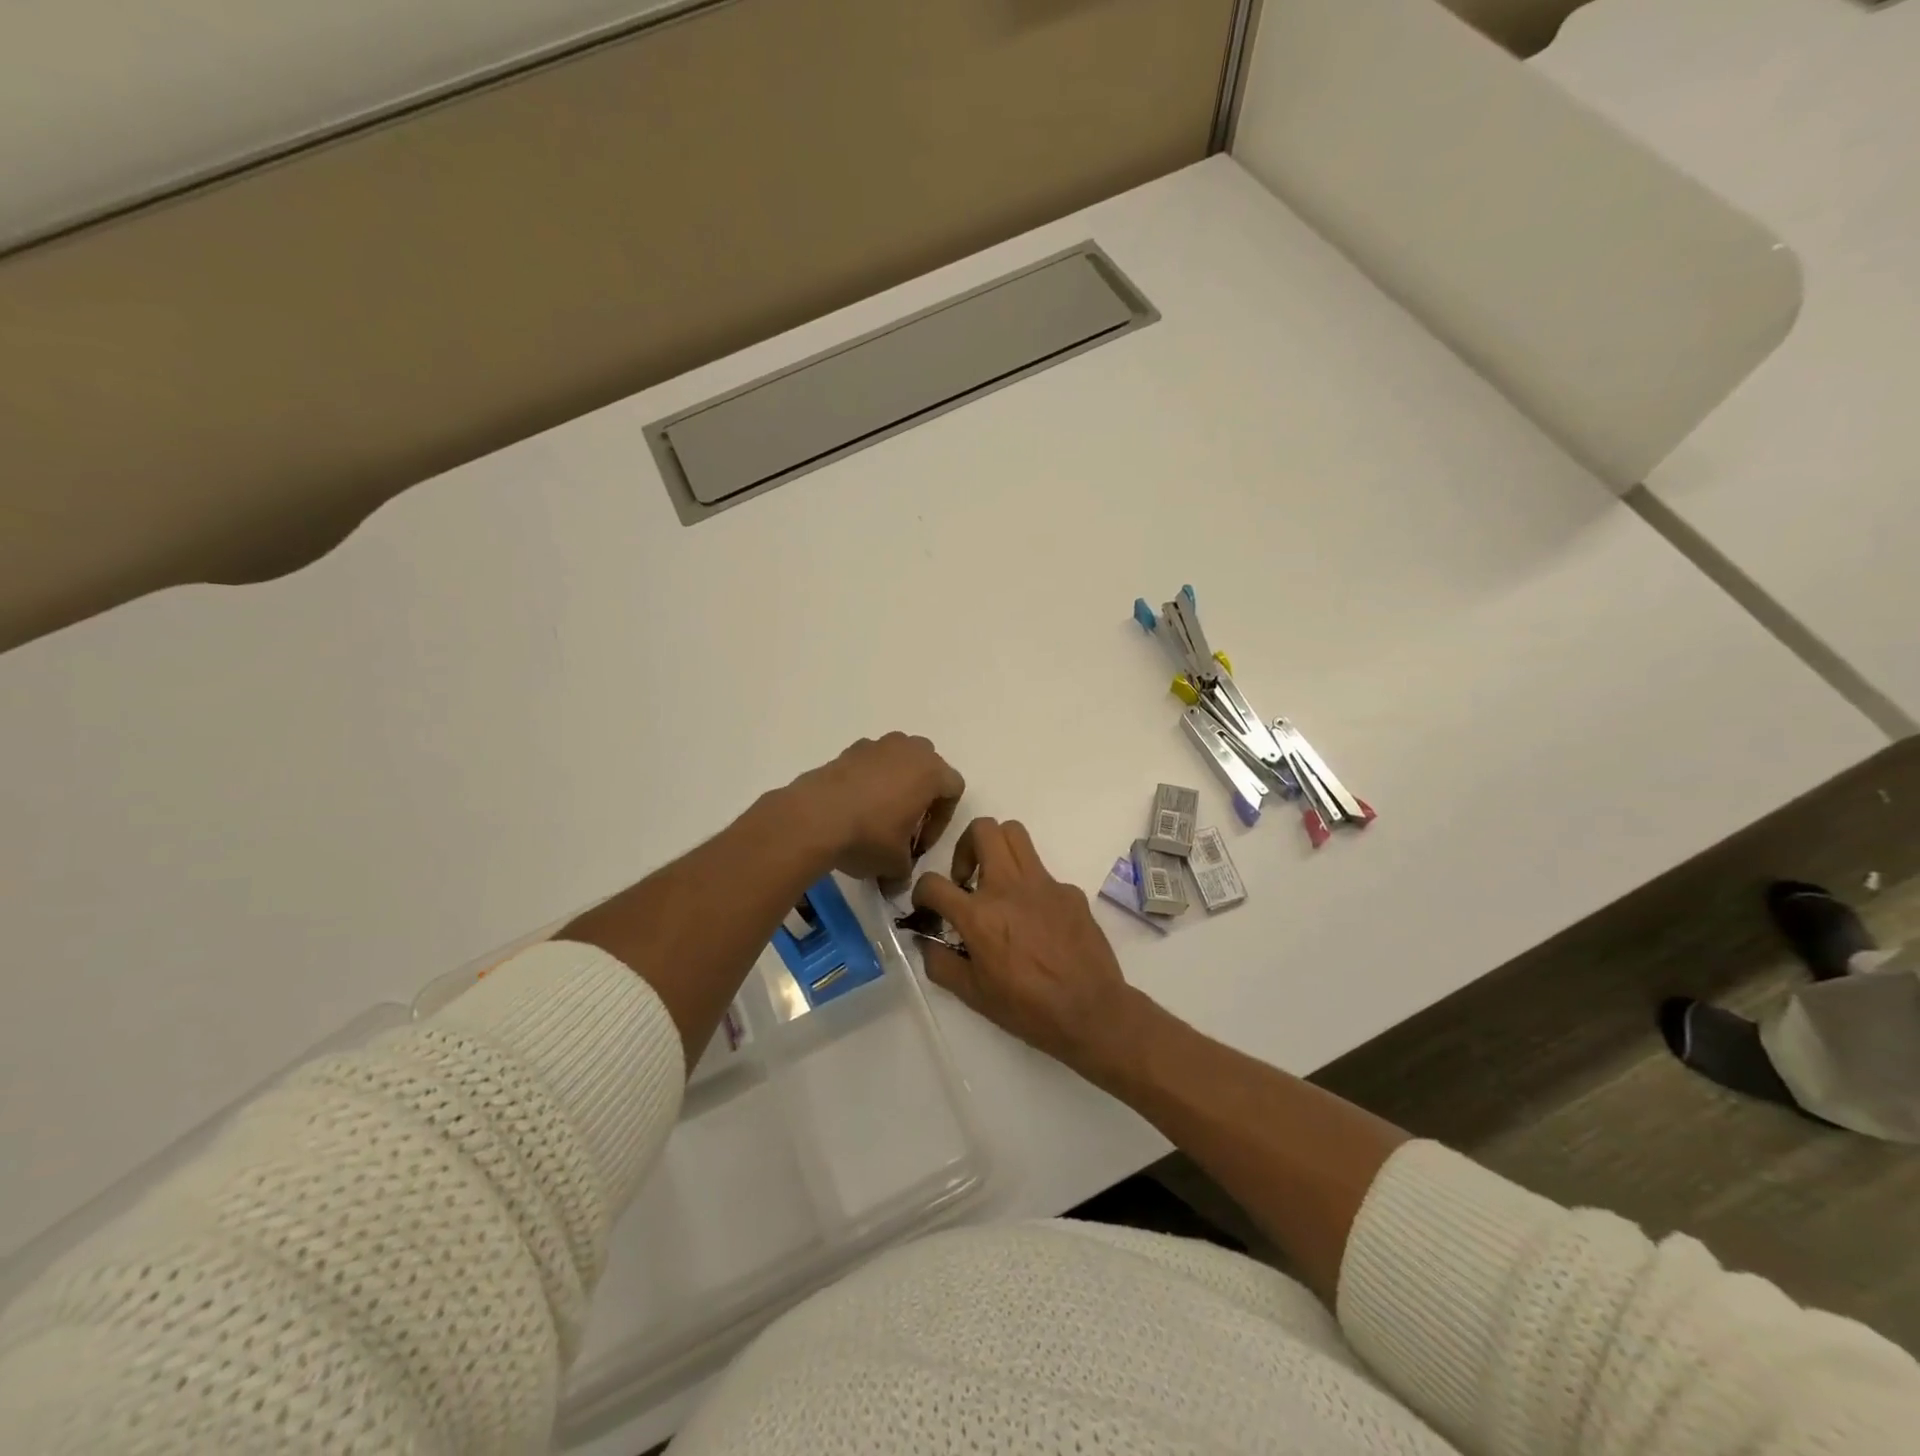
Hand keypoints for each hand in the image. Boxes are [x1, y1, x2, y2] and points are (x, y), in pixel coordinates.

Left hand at [787, 733, 965, 881]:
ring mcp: (877, 745)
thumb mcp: (894, 864)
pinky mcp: (848, 750)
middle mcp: (909, 749)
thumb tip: (897, 884)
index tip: (919, 843)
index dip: (941, 820)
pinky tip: (853, 806)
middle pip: (928, 768)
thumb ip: (905, 872)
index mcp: (931, 772)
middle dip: (921, 794)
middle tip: (904, 825)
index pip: (953, 790)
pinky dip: (868, 780)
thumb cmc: (869, 836)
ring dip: (895, 783)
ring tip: (877, 814)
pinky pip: (870, 763)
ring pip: (898, 760)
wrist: (815, 817)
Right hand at [912, 818, 1160, 1080]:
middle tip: (966, 879)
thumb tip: (925, 941)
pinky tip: (1035, 919)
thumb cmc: (1028, 1008)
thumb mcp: (972, 995)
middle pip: (982, 829)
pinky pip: (1042, 871)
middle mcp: (1008, 887)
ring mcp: (1043, 883)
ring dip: (997, 849)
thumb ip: (940, 963)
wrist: (1091, 1011)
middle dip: (965, 846)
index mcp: (979, 915)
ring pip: (1015, 833)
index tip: (928, 906)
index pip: (933, 883)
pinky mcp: (1069, 890)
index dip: (921, 892)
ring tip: (995, 882)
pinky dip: (1029, 885)